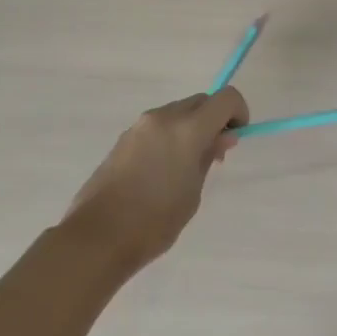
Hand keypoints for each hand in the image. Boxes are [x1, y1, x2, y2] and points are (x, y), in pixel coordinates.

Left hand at [62, 88, 247, 271]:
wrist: (97, 237)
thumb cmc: (154, 221)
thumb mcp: (193, 192)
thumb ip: (208, 157)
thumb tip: (222, 136)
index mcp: (187, 128)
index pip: (226, 98)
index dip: (238, 112)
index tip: (236, 137)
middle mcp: (163, 117)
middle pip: (201, 101)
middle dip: (214, 119)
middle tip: (214, 154)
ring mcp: (140, 125)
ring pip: (178, 112)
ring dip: (191, 127)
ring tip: (186, 166)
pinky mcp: (124, 138)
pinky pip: (158, 126)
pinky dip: (170, 135)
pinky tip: (163, 170)